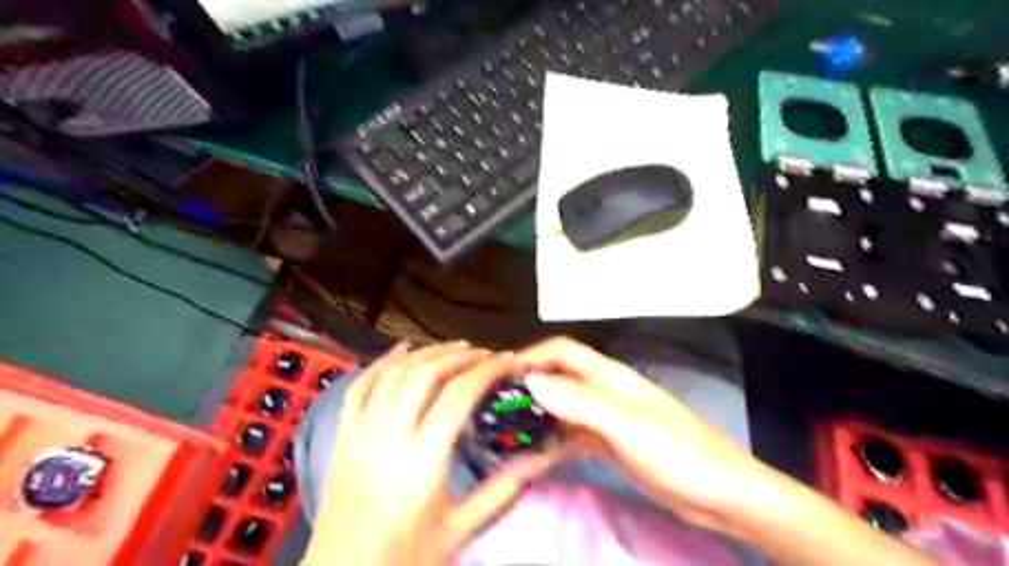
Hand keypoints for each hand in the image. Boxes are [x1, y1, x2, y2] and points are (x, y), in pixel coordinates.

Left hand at [302, 342, 563, 564]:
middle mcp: (387, 440)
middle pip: (424, 375)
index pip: (457, 398)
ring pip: (393, 373)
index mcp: (420, 465)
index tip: (507, 361)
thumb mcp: (458, 533)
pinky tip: (402, 350)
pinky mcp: (342, 436)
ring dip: (427, 353)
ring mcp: (360, 434)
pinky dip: (382, 362)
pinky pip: (359, 387)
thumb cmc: (402, 560)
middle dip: (460, 356)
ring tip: (455, 348)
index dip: (486, 371)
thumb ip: (499, 495)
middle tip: (485, 354)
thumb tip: (536, 462)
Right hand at [515, 338, 770, 531]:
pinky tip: (530, 460)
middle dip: (527, 391)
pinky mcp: (608, 447)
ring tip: (504, 436)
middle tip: (493, 412)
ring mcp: (605, 421)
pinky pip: (570, 441)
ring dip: (536, 421)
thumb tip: (532, 382)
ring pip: (561, 412)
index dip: (532, 357)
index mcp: (610, 377)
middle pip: (558, 381)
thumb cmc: (677, 451)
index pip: (563, 352)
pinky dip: (550, 447)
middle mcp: (604, 393)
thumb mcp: (626, 424)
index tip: (500, 377)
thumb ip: (579, 401)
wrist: (721, 496)